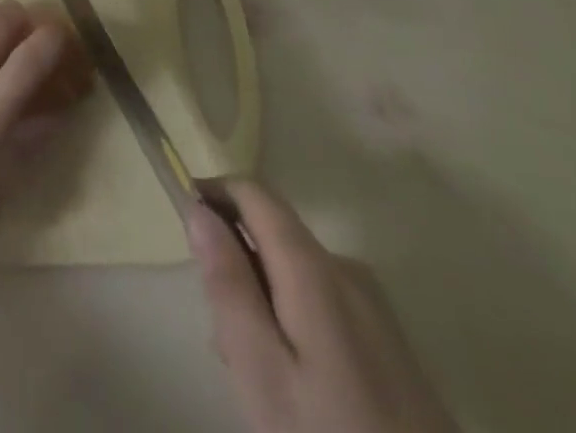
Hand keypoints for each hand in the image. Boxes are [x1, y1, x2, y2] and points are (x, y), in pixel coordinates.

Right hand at [188, 181, 456, 432]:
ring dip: (264, 296)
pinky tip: (296, 383)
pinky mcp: (391, 342)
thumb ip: (227, 283)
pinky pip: (325, 302)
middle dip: (236, 261)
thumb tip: (199, 209)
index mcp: (313, 266)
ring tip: (254, 370)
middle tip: (219, 331)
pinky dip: (294, 319)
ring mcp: (375, 306)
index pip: (253, 191)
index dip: (213, 192)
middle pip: (273, 233)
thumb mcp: (261, 370)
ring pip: (297, 272)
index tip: (184, 221)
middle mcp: (346, 268)